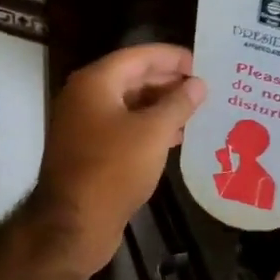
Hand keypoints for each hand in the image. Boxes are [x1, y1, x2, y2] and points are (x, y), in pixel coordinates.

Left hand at [32, 44, 205, 274]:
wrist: (75, 223)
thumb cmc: (114, 169)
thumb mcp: (154, 132)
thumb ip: (178, 103)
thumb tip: (198, 84)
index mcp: (96, 83)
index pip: (139, 56)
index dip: (172, 57)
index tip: (202, 63)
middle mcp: (86, 97)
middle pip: (133, 77)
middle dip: (169, 81)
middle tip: (204, 88)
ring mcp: (85, 125)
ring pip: (130, 104)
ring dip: (162, 106)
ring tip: (197, 111)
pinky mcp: (90, 150)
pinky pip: (124, 127)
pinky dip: (149, 127)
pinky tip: (175, 137)